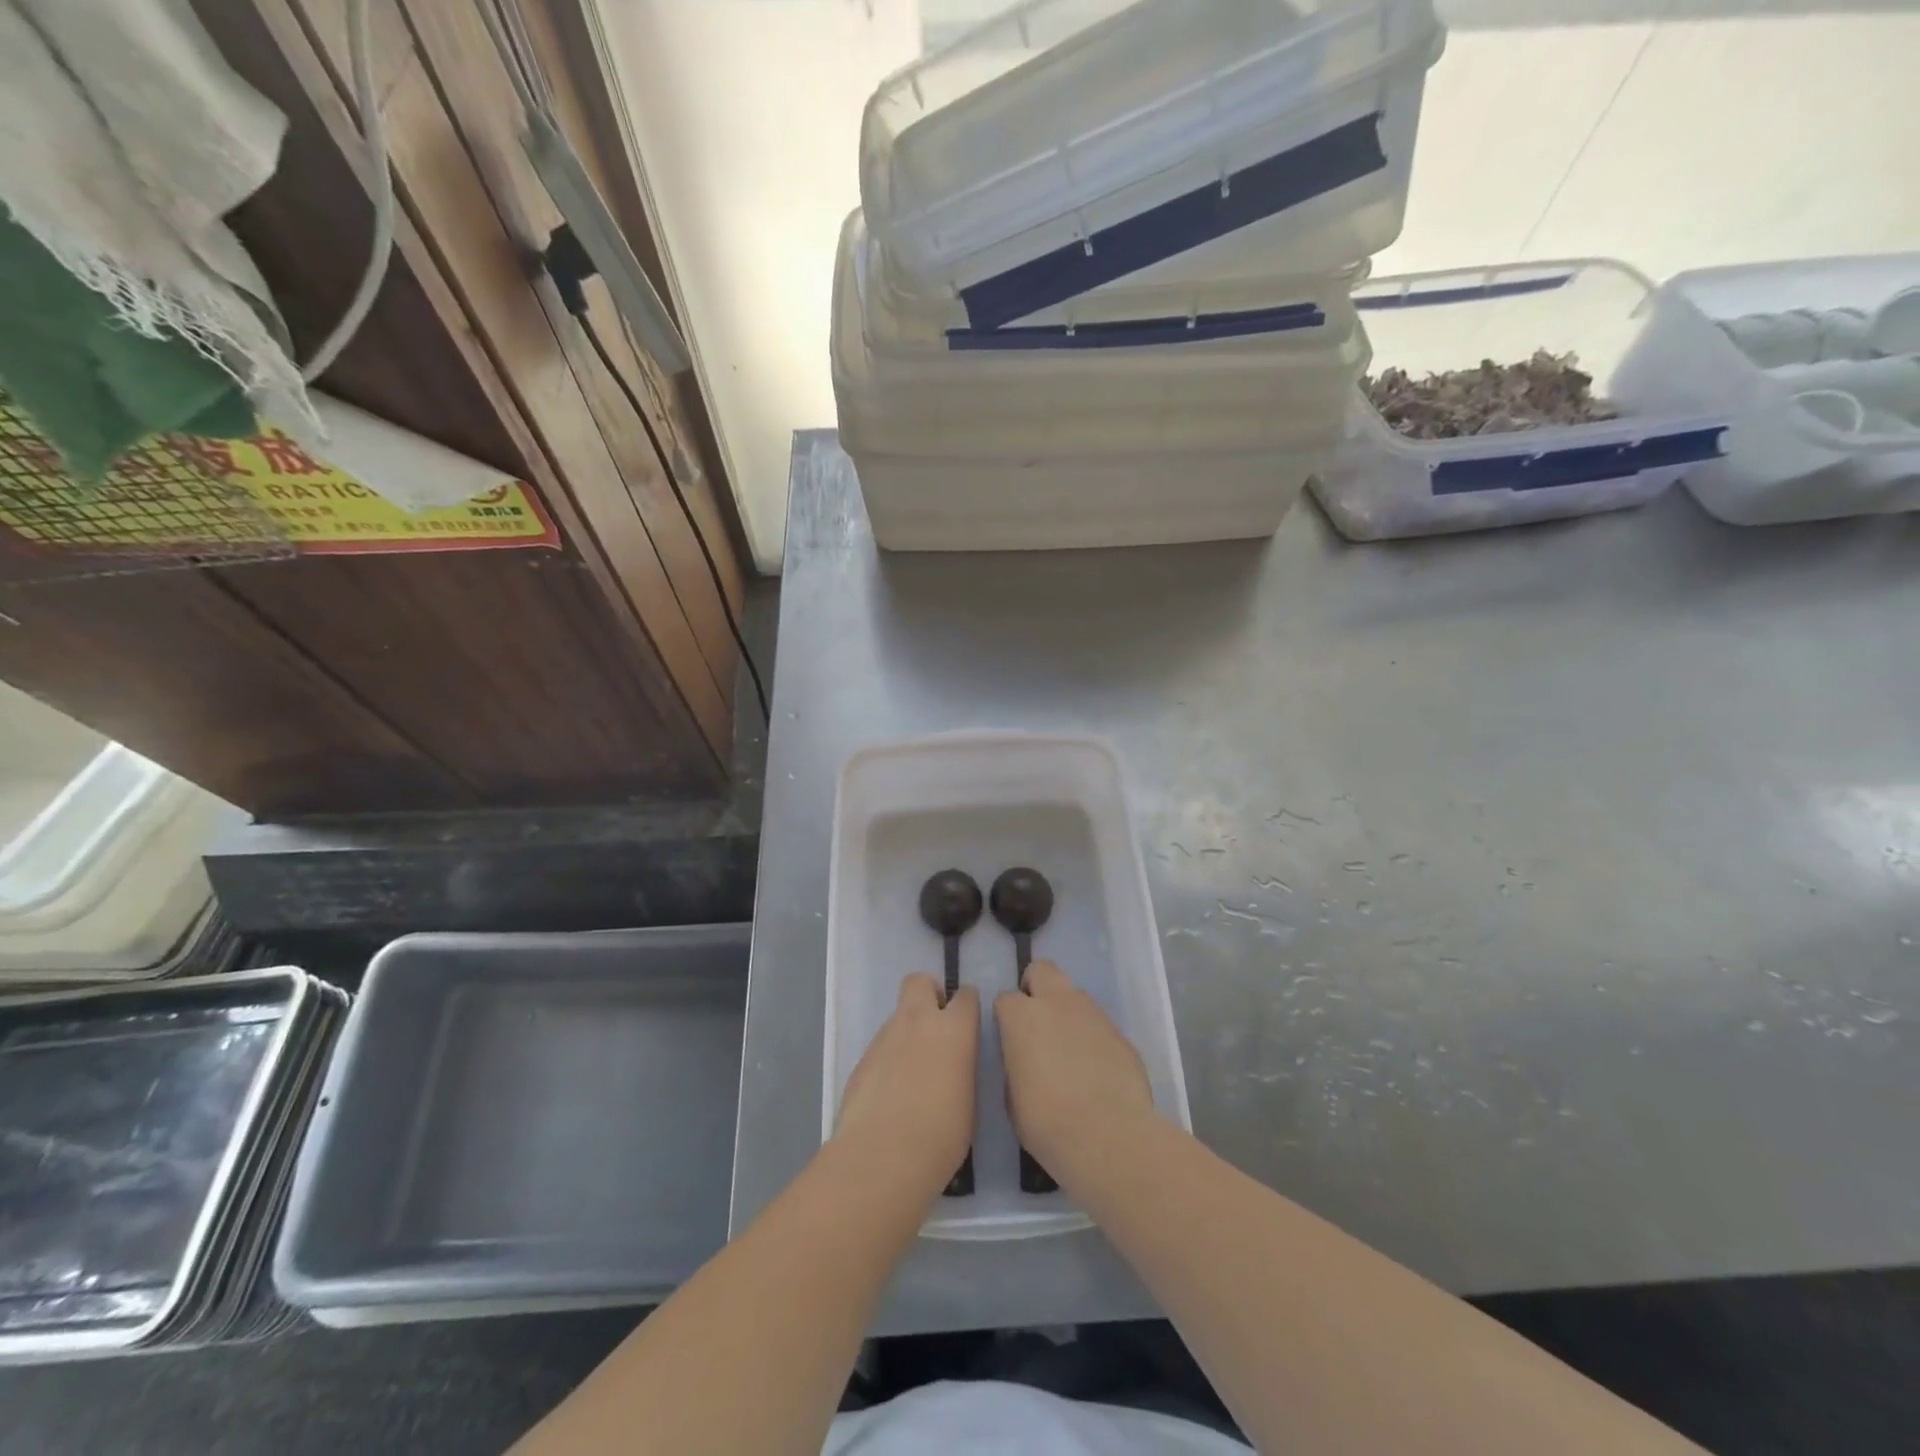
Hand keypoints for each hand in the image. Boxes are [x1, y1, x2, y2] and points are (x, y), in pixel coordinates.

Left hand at [834, 973, 978, 1199]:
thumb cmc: (941, 1135)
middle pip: (920, 981)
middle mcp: (918, 1021)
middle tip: (936, 1029)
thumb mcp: (969, 1100)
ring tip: (912, 1076)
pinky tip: (890, 1095)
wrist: (882, 1157)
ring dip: (907, 1034)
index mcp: (954, 1029)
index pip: (966, 995)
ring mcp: (884, 1037)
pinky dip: (888, 1061)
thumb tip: (953, 1066)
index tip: (968, 1026)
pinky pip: (881, 1048)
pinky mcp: (861, 1059)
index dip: (967, 1007)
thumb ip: (961, 1068)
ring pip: (898, 1017)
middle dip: (929, 995)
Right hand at [995, 960, 1158, 1185]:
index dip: (1006, 1018)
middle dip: (1037, 987)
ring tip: (1070, 1051)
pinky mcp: (1121, 1033)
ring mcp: (1093, 1013)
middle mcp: (1057, 1002)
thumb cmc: (1046, 1121)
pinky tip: (1096, 1070)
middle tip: (1037, 1022)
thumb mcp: (1012, 1098)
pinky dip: (1094, 1038)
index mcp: (1021, 1016)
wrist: (1108, 1136)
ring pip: (1075, 995)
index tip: (1009, 1040)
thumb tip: (1025, 1061)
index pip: (1005, 998)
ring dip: (1067, 1012)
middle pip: (1042, 970)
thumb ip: (1016, 1065)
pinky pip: (1100, 1025)